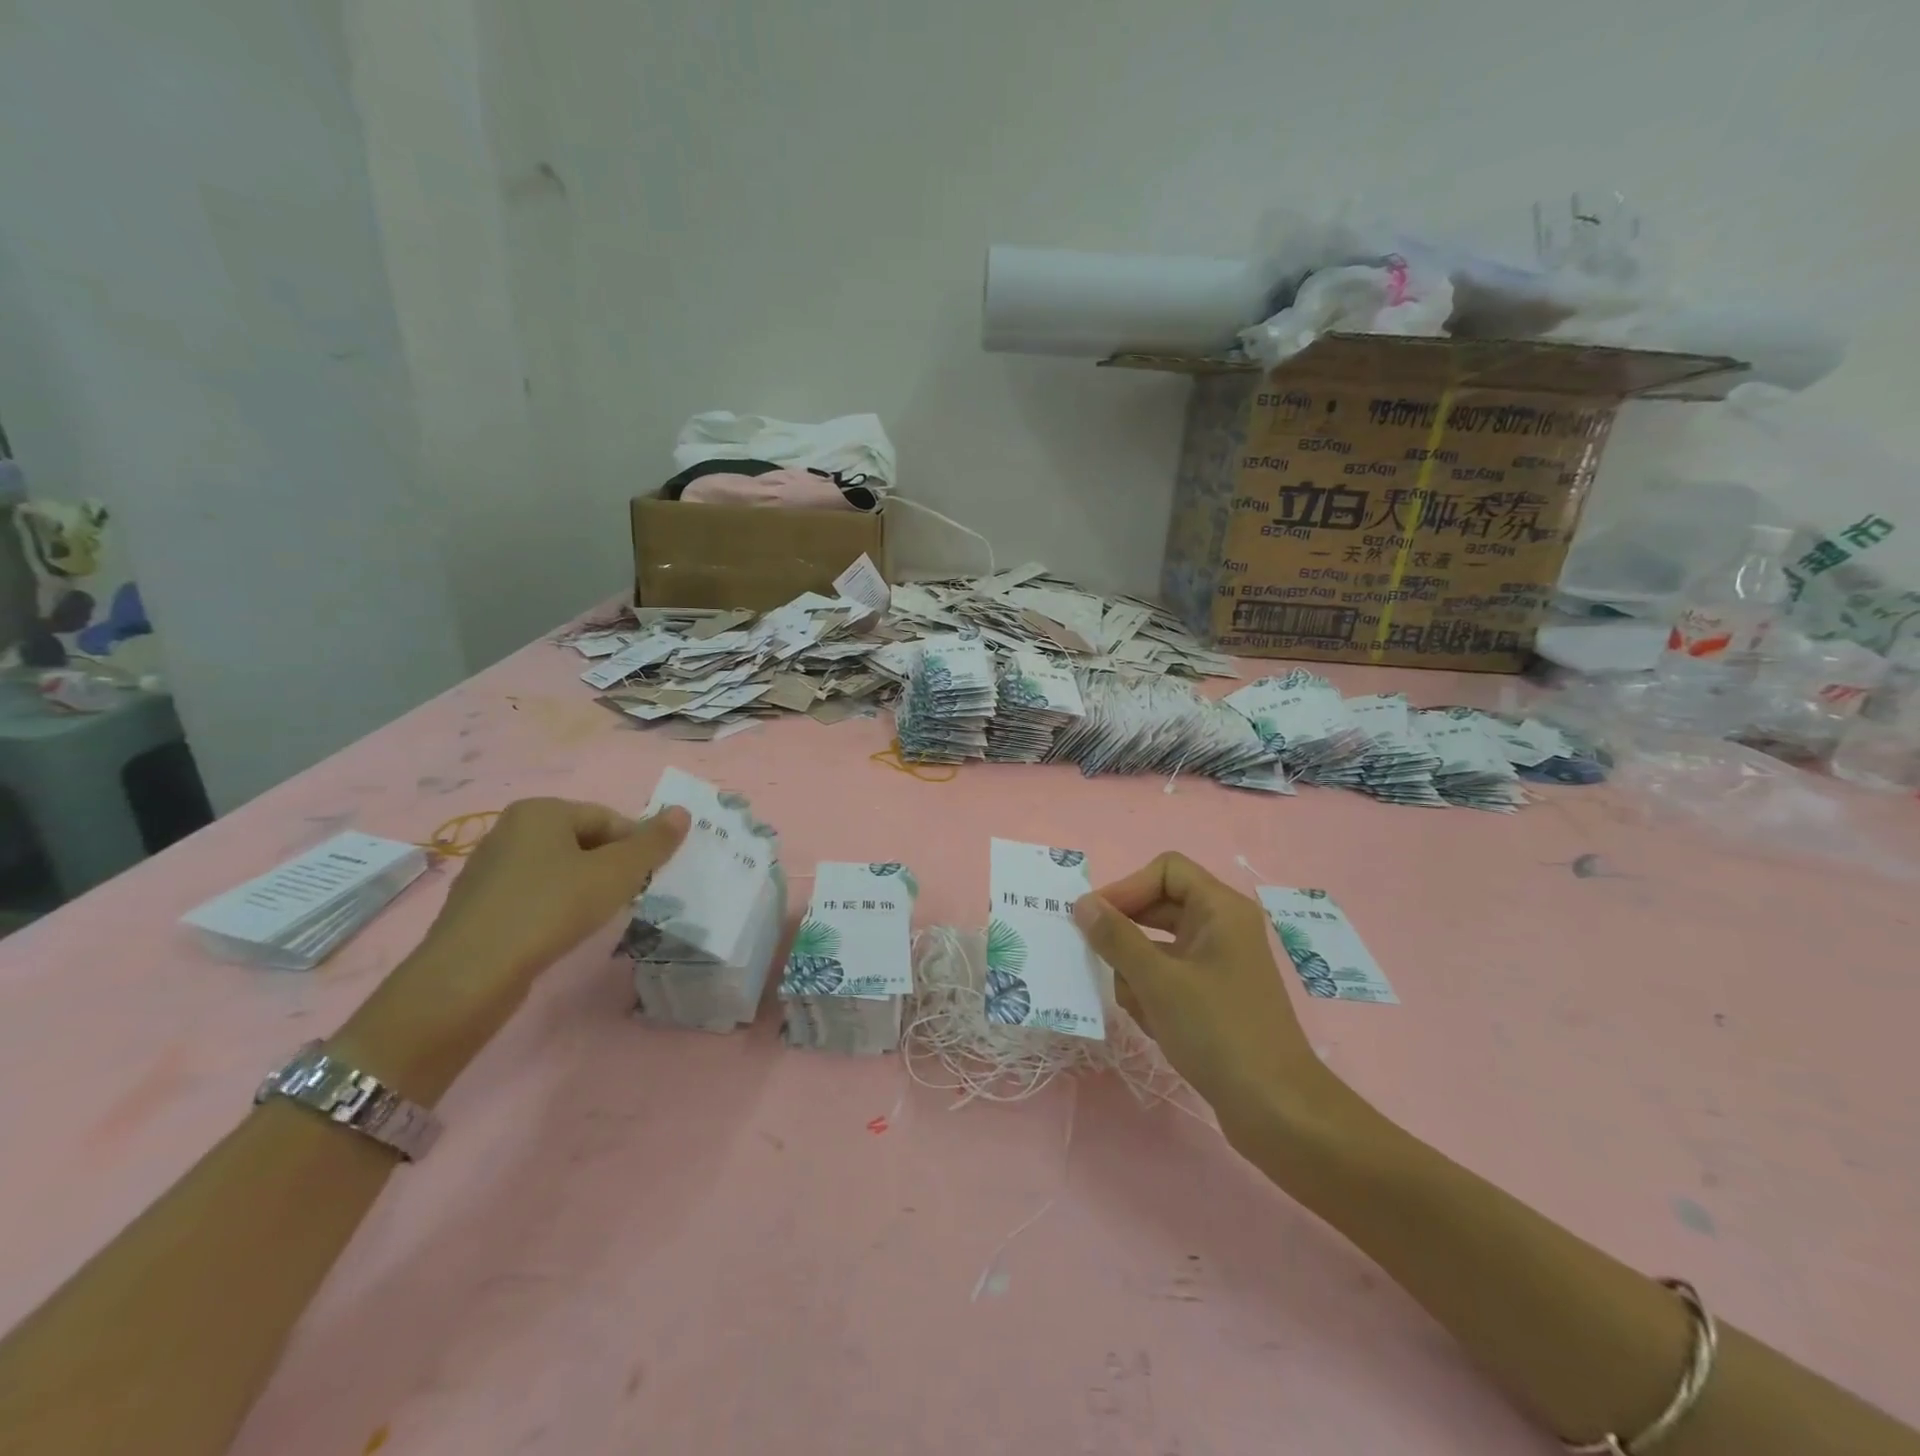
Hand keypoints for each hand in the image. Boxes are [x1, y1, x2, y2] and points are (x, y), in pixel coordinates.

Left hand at [334, 798, 688, 1099]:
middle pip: (583, 841)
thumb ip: (653, 843)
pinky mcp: (478, 904)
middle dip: (610, 867)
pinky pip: (533, 893)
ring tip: (594, 918)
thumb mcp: (616, 873)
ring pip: (558, 869)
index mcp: (541, 811)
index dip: (635, 847)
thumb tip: (682, 812)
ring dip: (584, 888)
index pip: (609, 818)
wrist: (470, 974)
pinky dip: (555, 906)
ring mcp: (489, 867)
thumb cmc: (551, 909)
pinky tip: (559, 931)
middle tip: (624, 899)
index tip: (646, 880)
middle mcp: (510, 829)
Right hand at [1073, 853, 1352, 1145]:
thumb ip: (1116, 937)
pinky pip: (1169, 976)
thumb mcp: (1157, 981)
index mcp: (1220, 909)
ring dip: (1137, 971)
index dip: (1128, 887)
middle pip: (1158, 907)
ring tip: (1138, 1005)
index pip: (1165, 870)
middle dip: (1127, 936)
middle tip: (1098, 960)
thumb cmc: (1218, 1032)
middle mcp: (1222, 927)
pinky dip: (1153, 994)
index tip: (1096, 920)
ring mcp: (1219, 963)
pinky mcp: (1214, 996)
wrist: (1276, 1110)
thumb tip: (1082, 903)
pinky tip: (1152, 1024)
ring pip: (1158, 946)